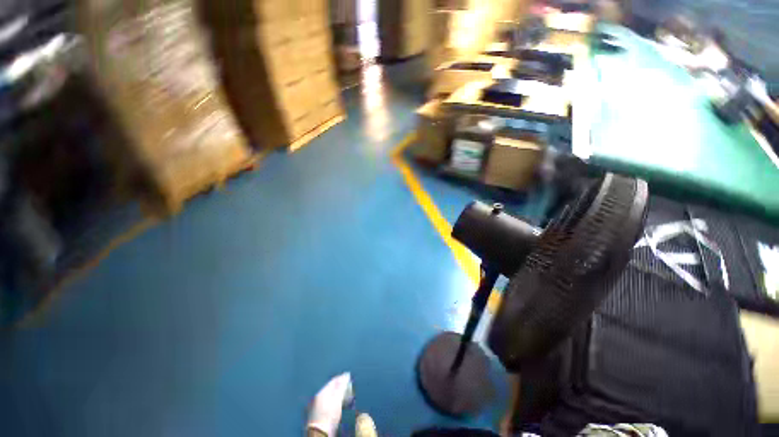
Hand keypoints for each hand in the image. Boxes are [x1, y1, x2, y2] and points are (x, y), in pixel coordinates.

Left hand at [307, 373, 353, 436]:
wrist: (319, 434)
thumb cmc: (329, 415)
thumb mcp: (337, 399)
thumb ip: (341, 386)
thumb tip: (346, 375)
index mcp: (321, 392)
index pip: (333, 381)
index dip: (341, 378)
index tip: (349, 377)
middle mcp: (317, 397)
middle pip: (330, 389)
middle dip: (339, 387)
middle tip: (348, 387)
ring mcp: (316, 407)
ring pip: (328, 396)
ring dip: (337, 395)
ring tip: (345, 397)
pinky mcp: (317, 415)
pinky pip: (327, 404)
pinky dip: (333, 402)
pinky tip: (338, 406)